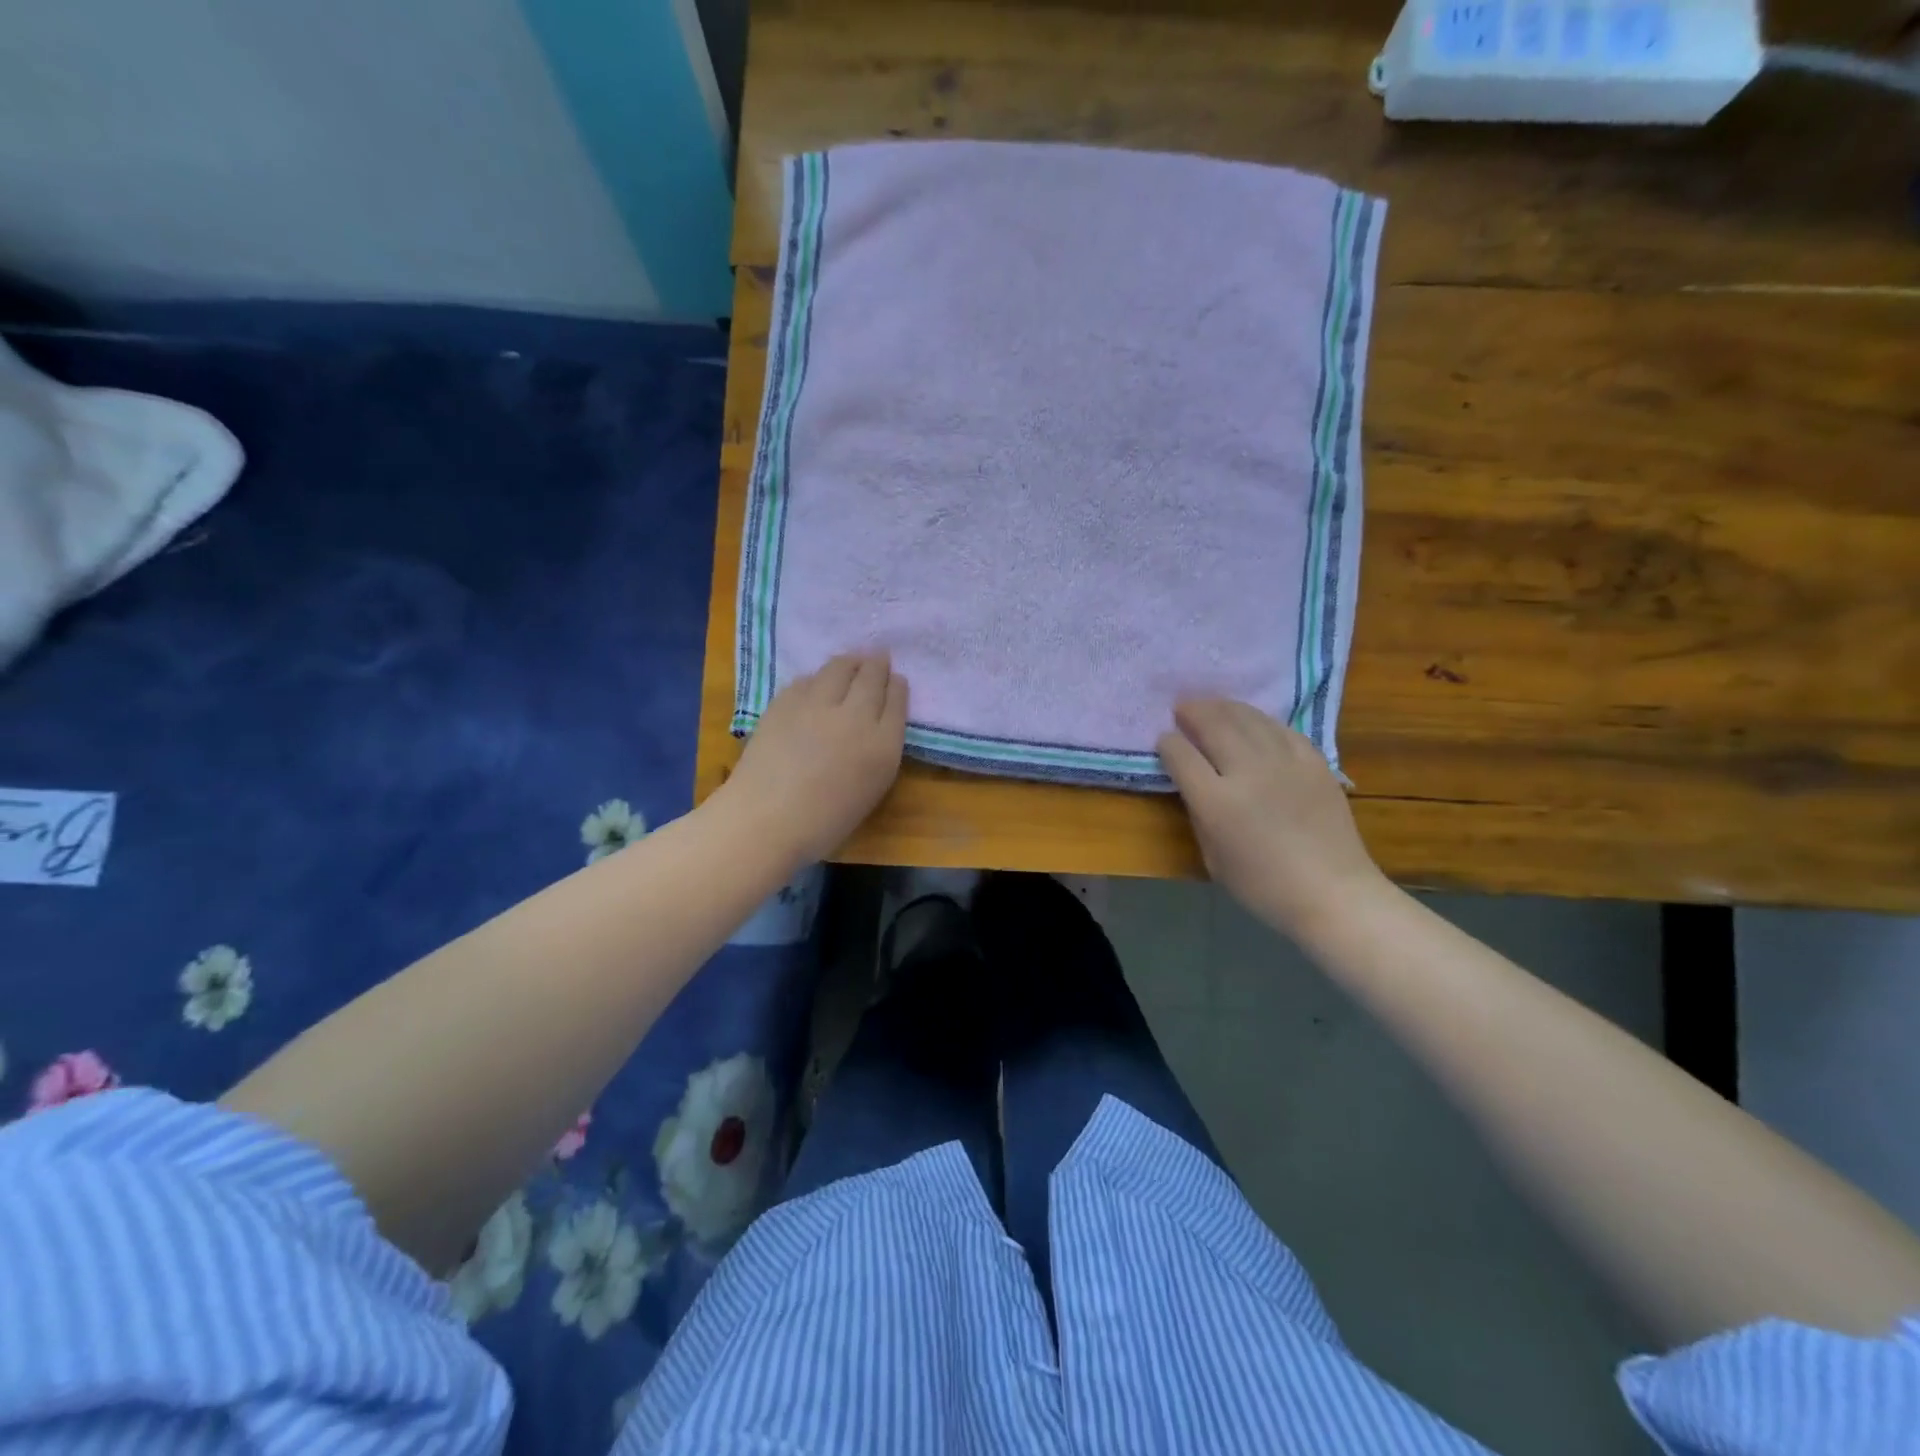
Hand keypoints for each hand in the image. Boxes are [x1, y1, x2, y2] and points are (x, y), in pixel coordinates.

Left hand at [723, 654, 907, 865]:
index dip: (897, 686)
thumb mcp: (870, 790)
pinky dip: (818, 678)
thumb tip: (874, 727)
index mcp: (883, 745)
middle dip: (877, 664)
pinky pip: (808, 679)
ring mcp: (818, 704)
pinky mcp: (785, 701)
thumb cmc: (824, 823)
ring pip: (839, 668)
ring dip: (850, 662)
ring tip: (851, 662)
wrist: (766, 820)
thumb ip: (878, 752)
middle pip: (871, 676)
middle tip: (877, 658)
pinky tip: (816, 683)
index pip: (896, 701)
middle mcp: (856, 716)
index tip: (896, 680)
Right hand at [1157, 699, 1386, 938]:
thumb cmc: (1263, 886)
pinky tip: (1252, 722)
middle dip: (1193, 712)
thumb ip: (1199, 813)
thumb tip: (1193, 782)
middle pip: (1213, 724)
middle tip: (1182, 708)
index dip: (1168, 744)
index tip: (1164, 741)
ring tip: (1211, 706)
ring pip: (1247, 718)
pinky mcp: (1313, 761)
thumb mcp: (1212, 857)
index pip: (1181, 755)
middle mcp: (1248, 772)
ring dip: (1223, 708)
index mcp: (1216, 802)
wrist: (1331, 891)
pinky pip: (1280, 728)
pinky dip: (1259, 720)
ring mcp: (1284, 762)